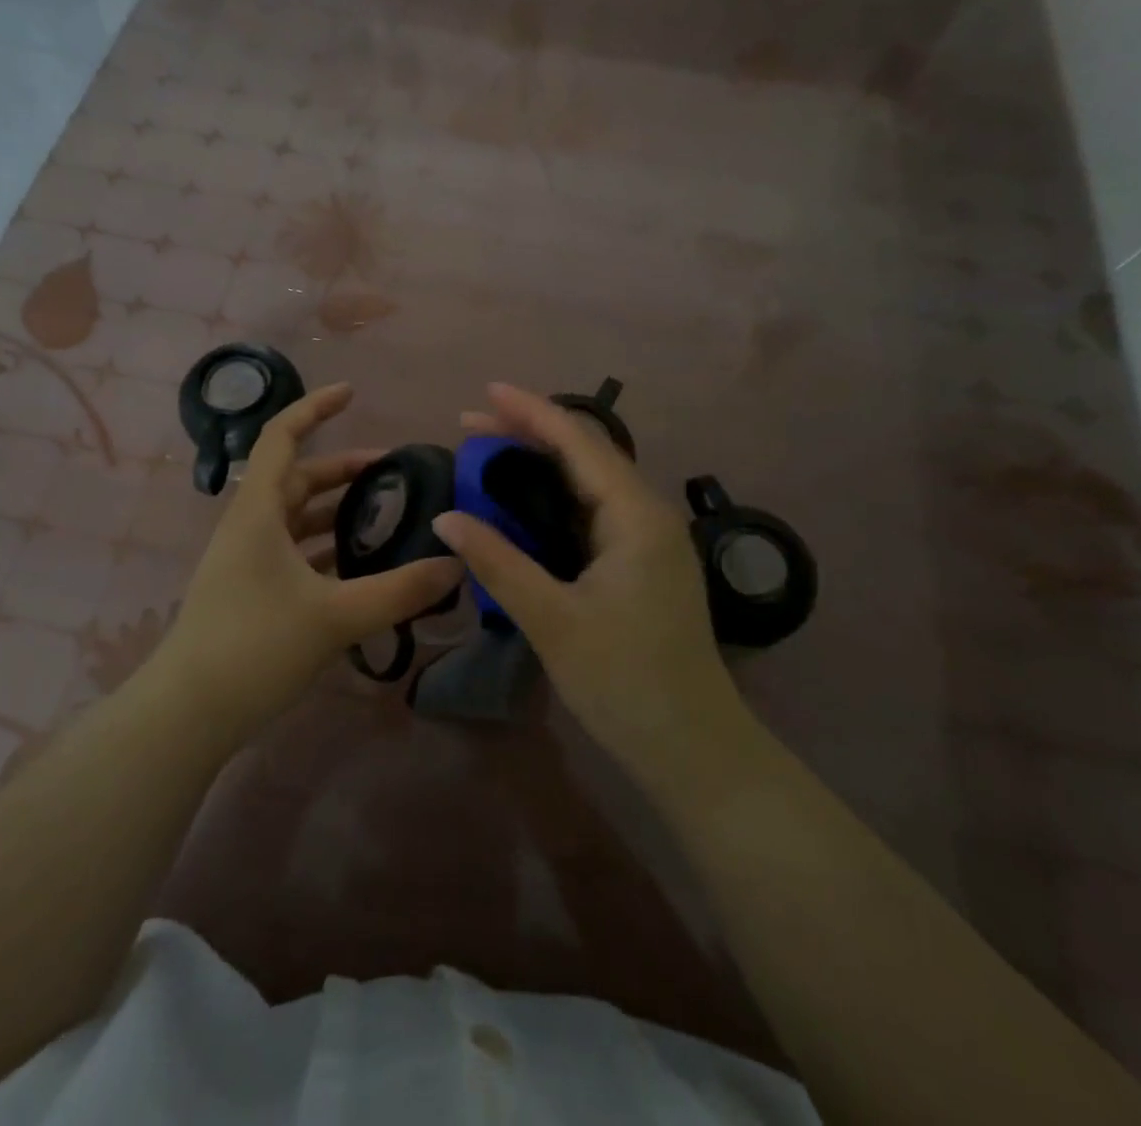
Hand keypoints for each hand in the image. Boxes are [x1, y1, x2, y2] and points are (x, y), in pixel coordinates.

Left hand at [157, 382, 463, 740]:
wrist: (189, 714)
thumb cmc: (254, 647)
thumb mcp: (335, 616)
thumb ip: (399, 590)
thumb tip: (456, 564)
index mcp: (258, 512)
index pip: (282, 438)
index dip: (314, 408)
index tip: (352, 393)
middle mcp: (249, 526)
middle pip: (298, 479)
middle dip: (344, 470)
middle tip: (395, 473)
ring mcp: (246, 560)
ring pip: (297, 518)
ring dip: (337, 512)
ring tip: (386, 517)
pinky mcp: (250, 590)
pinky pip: (294, 551)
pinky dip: (326, 548)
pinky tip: (360, 566)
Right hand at [432, 383, 748, 785]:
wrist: (694, 749)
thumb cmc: (625, 682)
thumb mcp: (552, 620)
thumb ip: (498, 562)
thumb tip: (447, 518)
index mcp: (636, 516)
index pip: (580, 443)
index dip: (531, 412)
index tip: (486, 392)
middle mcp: (648, 515)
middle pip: (586, 454)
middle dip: (529, 433)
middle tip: (470, 426)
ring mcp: (649, 540)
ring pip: (590, 483)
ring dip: (541, 465)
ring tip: (489, 456)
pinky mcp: (643, 564)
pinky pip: (593, 512)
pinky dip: (555, 498)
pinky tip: (525, 505)